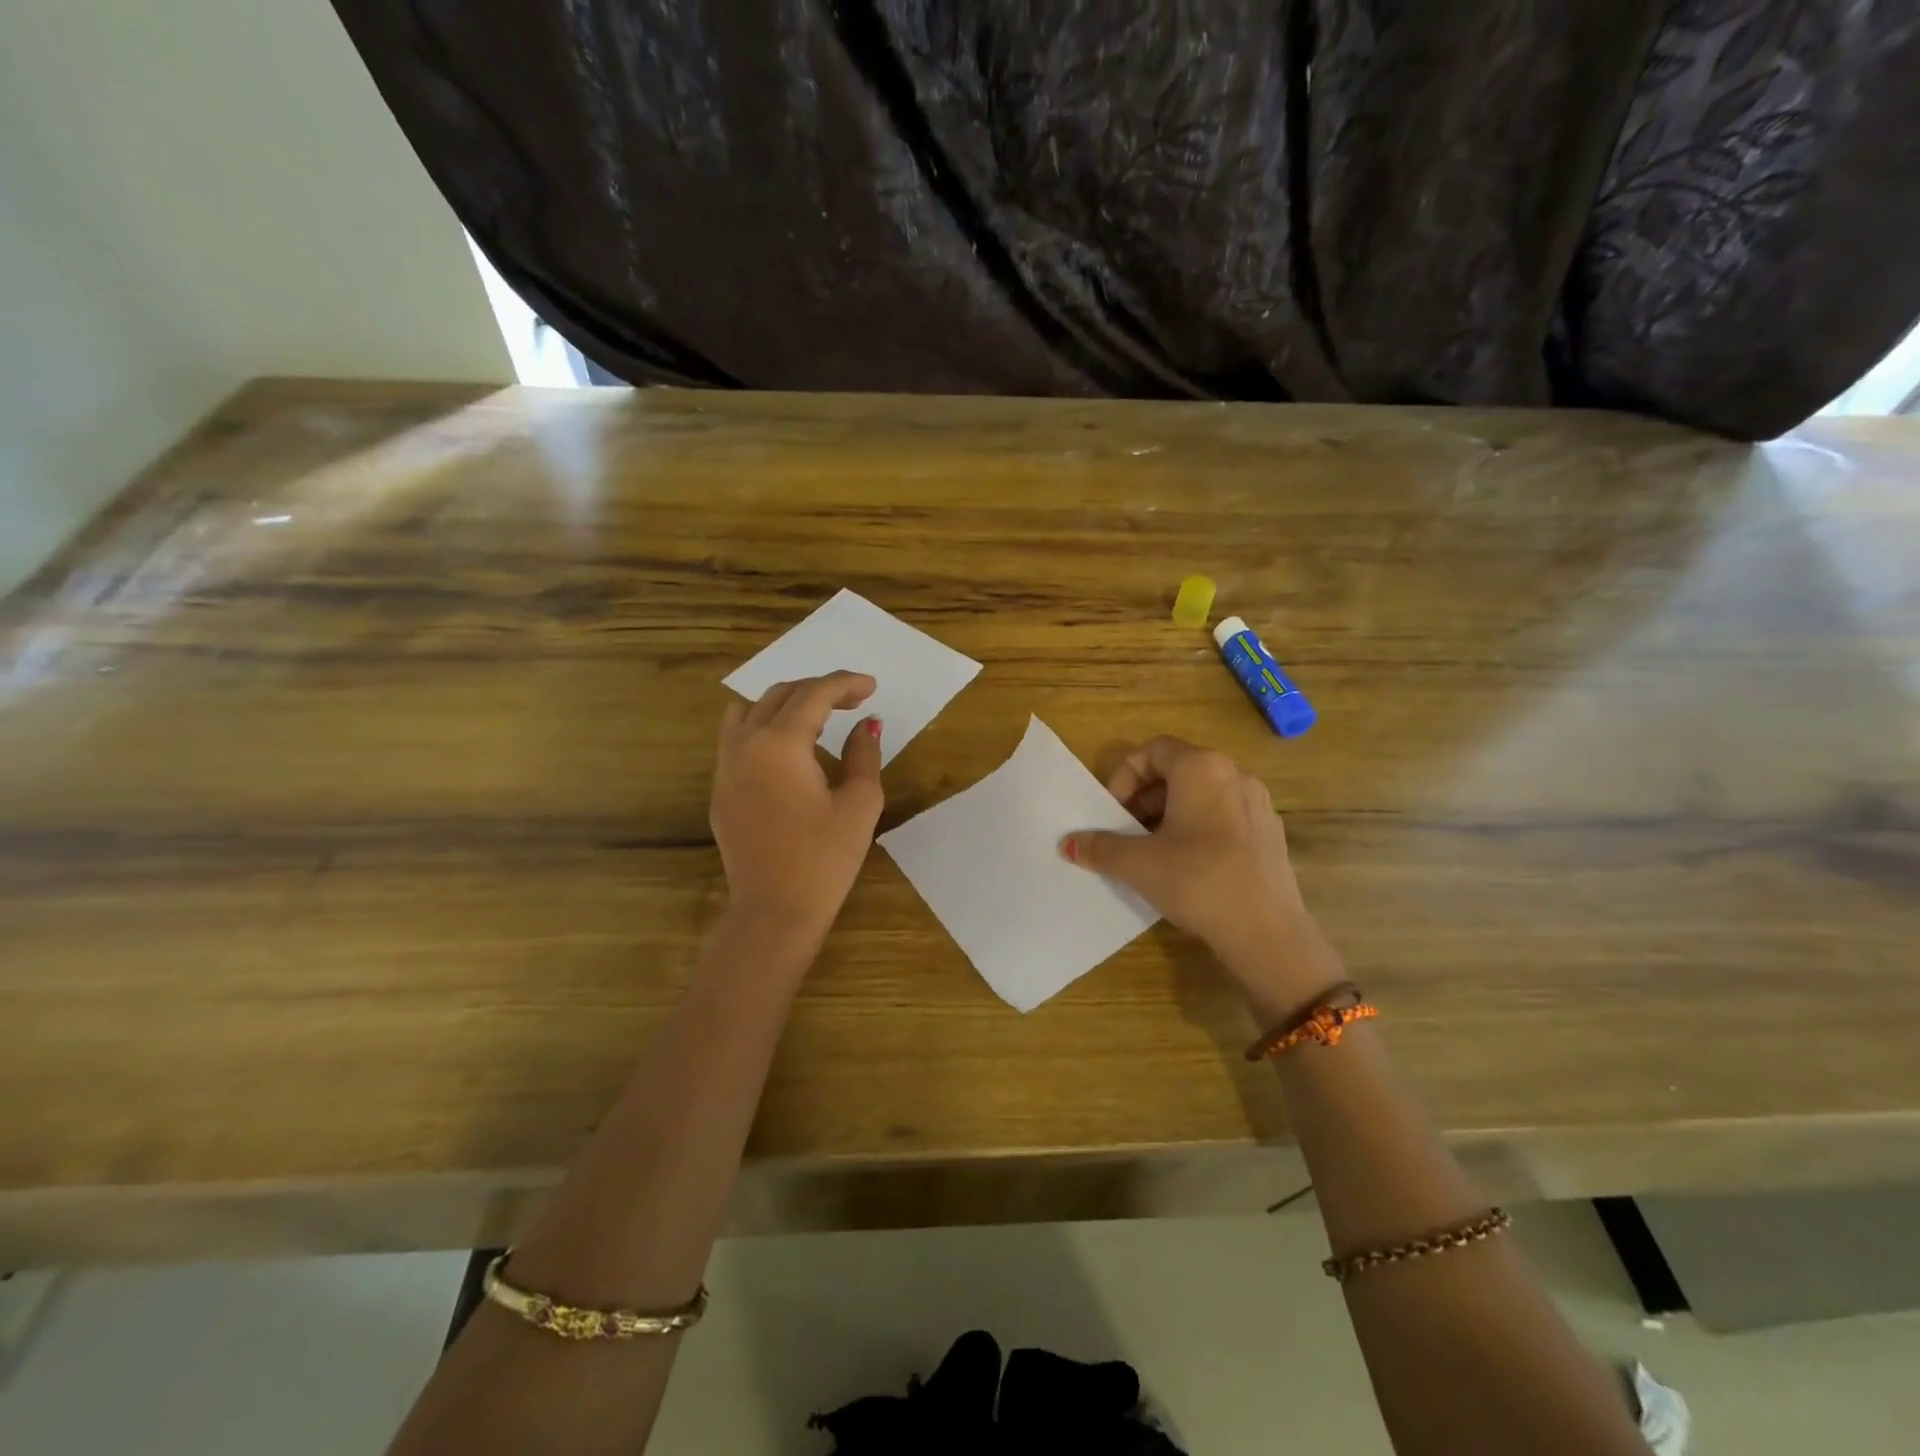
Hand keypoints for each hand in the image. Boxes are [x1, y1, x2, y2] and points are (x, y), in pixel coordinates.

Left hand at [711, 671, 884, 947]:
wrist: (774, 910)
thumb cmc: (824, 859)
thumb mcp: (859, 803)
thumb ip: (864, 754)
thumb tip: (865, 725)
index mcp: (780, 744)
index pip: (814, 695)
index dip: (845, 684)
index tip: (871, 687)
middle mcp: (745, 744)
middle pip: (780, 694)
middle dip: (818, 690)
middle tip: (853, 701)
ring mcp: (725, 766)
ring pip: (749, 710)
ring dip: (784, 702)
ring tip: (816, 716)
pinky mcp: (720, 789)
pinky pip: (736, 737)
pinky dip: (763, 725)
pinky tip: (788, 748)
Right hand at [1060, 737, 1332, 1000]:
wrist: (1266, 932)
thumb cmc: (1196, 880)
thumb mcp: (1138, 863)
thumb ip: (1100, 847)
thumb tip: (1068, 843)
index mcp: (1202, 768)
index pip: (1153, 750)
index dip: (1125, 776)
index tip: (1112, 812)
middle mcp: (1234, 774)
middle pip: (1178, 770)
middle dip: (1144, 797)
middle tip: (1126, 831)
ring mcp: (1258, 804)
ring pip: (1202, 794)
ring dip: (1170, 813)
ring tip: (1152, 850)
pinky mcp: (1270, 834)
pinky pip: (1224, 816)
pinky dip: (1198, 828)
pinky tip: (1187, 866)